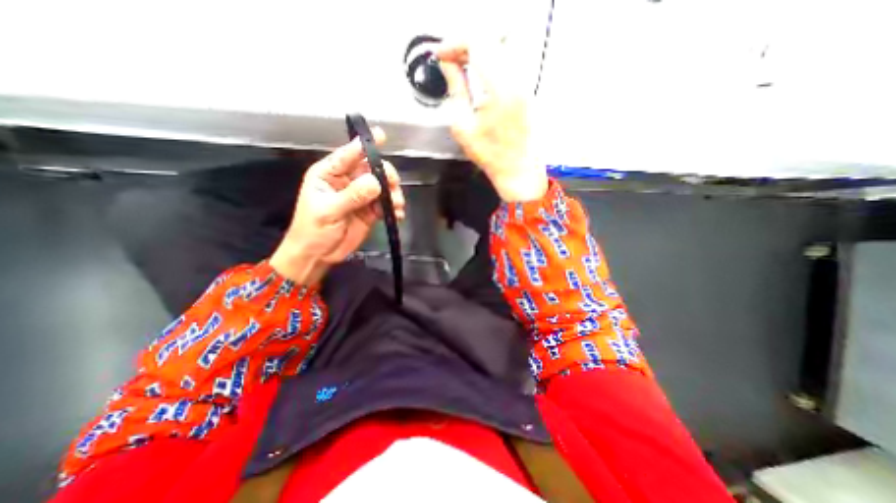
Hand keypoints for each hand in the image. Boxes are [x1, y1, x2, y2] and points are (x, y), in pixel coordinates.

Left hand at [267, 127, 403, 286]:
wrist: (318, 255)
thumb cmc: (313, 230)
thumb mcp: (329, 211)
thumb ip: (352, 195)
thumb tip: (376, 182)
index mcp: (329, 174)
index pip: (348, 155)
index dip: (364, 145)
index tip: (381, 136)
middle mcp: (347, 181)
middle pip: (371, 169)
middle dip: (385, 175)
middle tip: (393, 186)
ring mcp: (361, 196)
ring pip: (382, 186)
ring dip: (393, 193)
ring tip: (396, 205)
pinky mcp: (371, 211)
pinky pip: (386, 204)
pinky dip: (394, 208)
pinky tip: (398, 214)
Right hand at [439, 42, 548, 201]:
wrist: (517, 170)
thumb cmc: (491, 156)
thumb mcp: (463, 126)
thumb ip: (455, 90)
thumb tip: (448, 66)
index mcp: (498, 89)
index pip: (476, 44)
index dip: (453, 44)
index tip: (441, 54)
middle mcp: (515, 80)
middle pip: (488, 40)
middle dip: (464, 45)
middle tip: (448, 59)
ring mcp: (523, 84)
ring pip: (499, 48)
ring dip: (477, 51)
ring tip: (460, 65)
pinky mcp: (526, 89)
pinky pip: (507, 61)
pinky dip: (489, 60)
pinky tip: (478, 74)